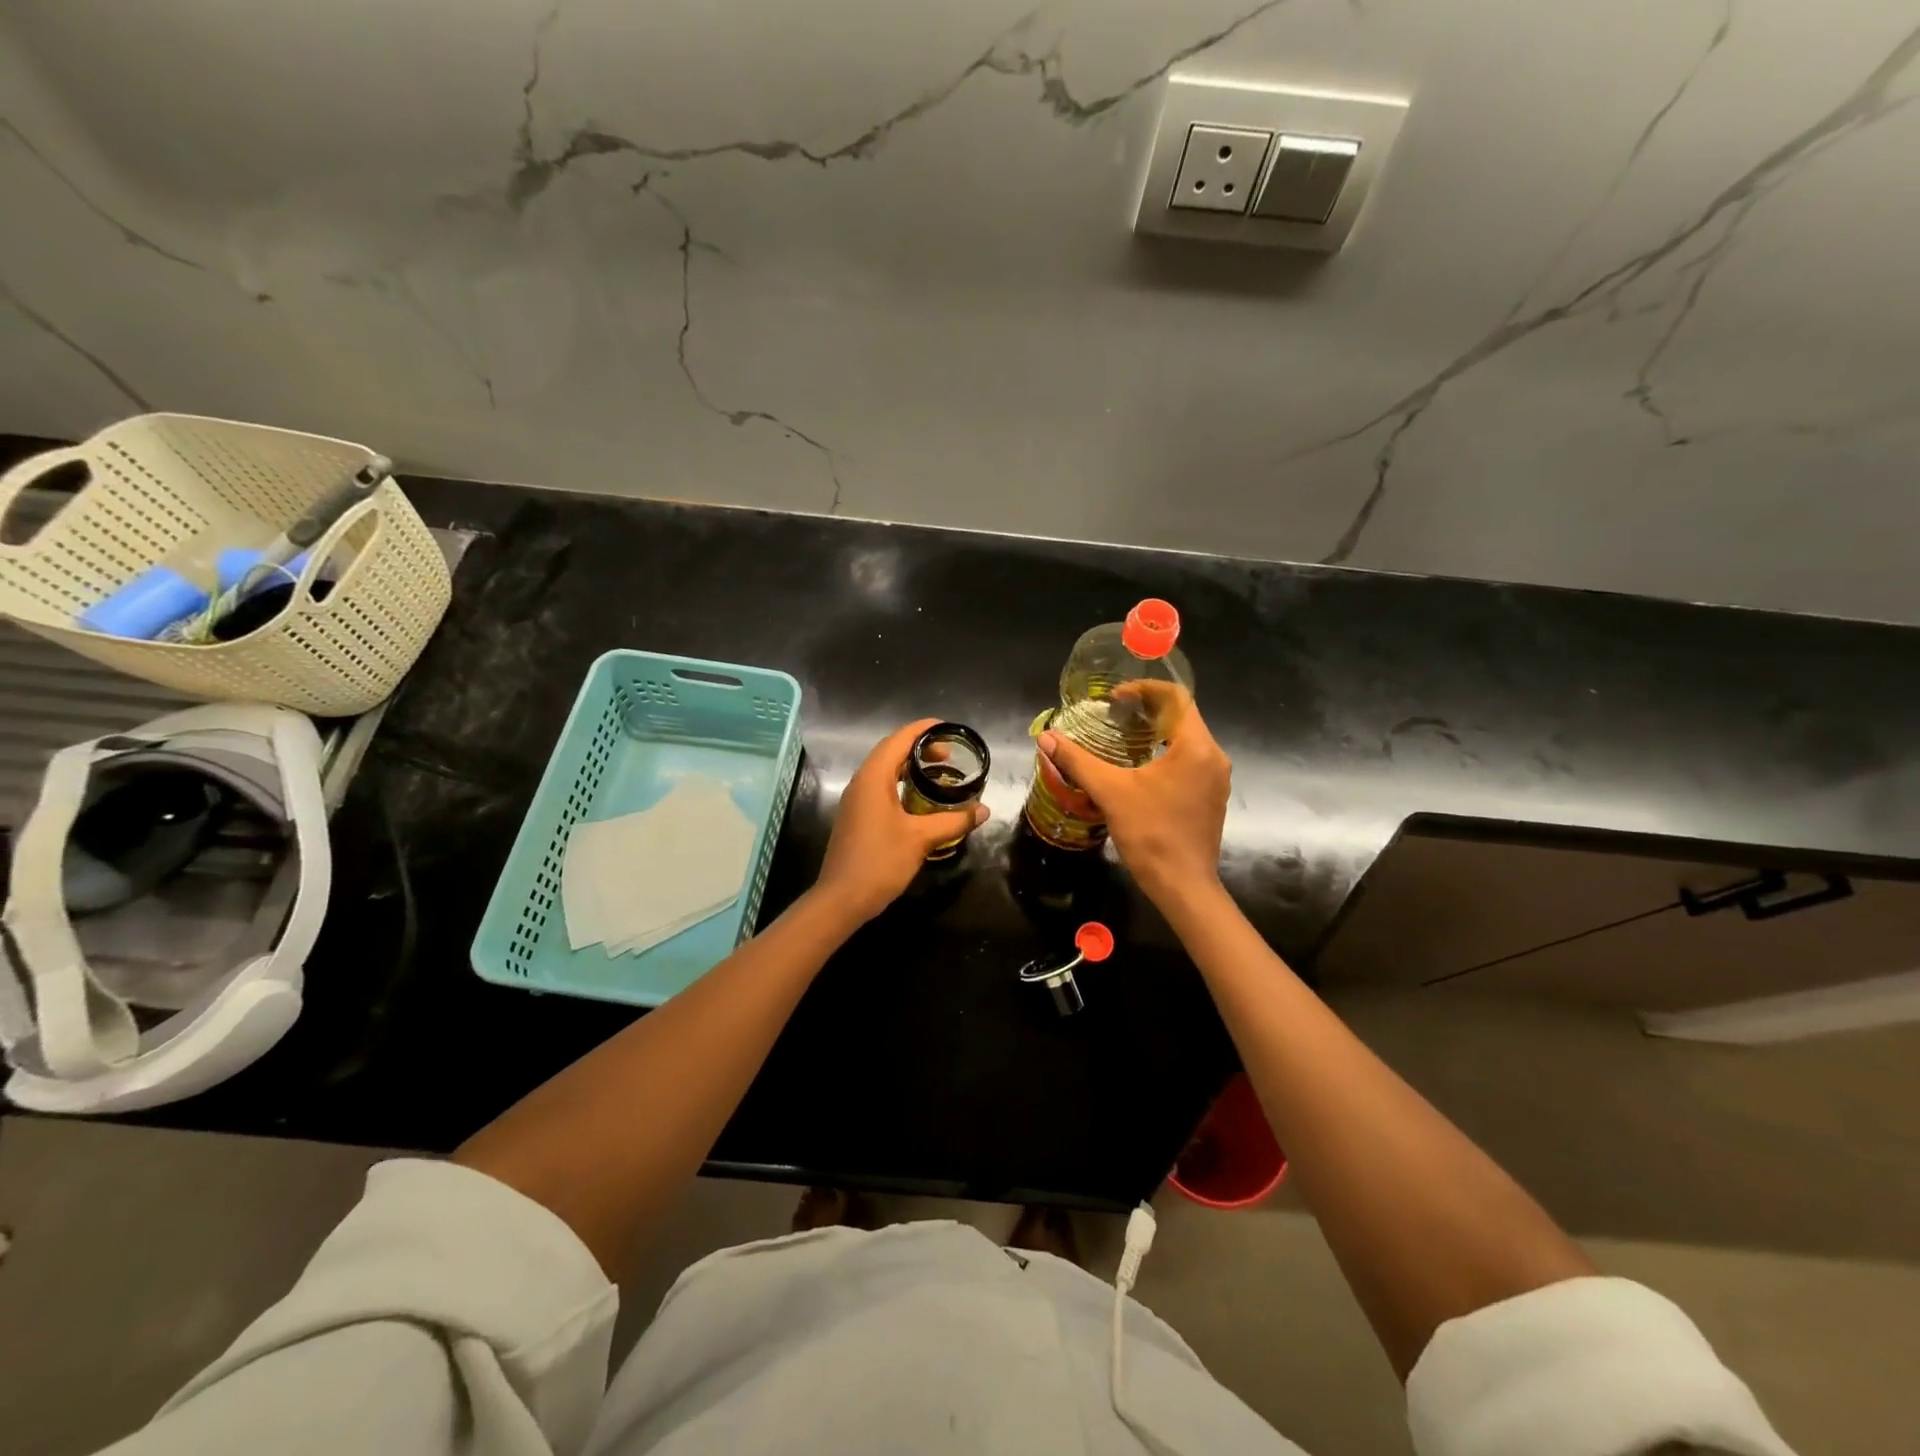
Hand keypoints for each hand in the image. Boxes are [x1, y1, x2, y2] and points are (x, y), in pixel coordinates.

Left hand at [815, 719, 989, 923]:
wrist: (842, 899)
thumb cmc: (880, 861)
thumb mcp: (921, 838)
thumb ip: (953, 821)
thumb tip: (983, 810)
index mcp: (873, 778)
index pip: (899, 739)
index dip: (923, 729)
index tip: (947, 726)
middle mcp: (861, 782)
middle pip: (891, 752)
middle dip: (920, 748)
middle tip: (950, 755)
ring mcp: (855, 800)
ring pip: (885, 771)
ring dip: (910, 767)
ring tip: (939, 775)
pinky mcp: (856, 817)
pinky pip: (880, 788)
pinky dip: (901, 784)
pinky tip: (920, 801)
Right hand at [1037, 684, 1229, 907]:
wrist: (1183, 886)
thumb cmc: (1151, 834)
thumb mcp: (1110, 792)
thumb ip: (1077, 761)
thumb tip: (1046, 738)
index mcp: (1196, 747)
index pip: (1176, 697)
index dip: (1144, 689)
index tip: (1115, 697)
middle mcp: (1213, 756)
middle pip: (1183, 716)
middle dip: (1148, 710)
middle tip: (1114, 714)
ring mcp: (1216, 779)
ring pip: (1187, 740)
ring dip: (1157, 732)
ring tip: (1123, 737)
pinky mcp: (1211, 797)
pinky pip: (1190, 761)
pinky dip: (1166, 753)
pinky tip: (1140, 768)